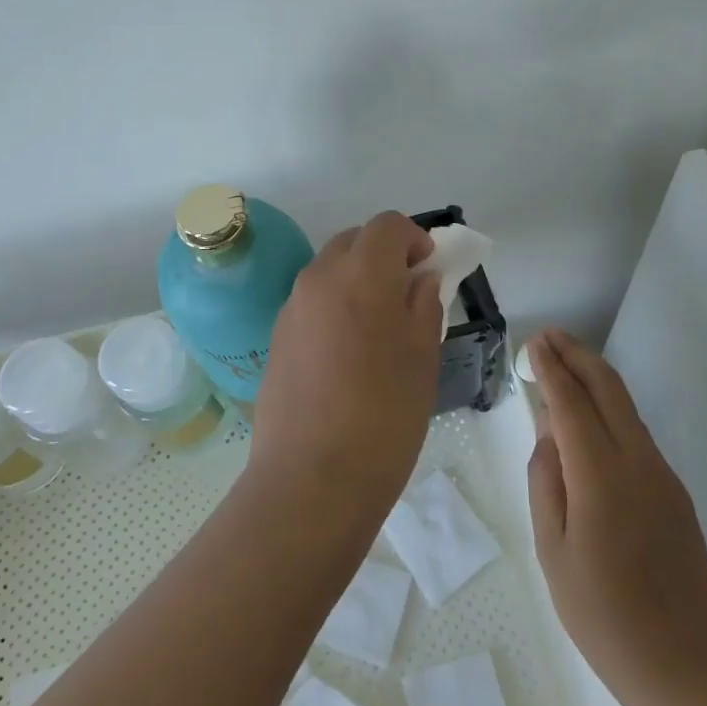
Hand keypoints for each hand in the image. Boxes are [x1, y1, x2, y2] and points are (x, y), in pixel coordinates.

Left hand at [251, 211, 444, 512]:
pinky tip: (348, 354)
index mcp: (360, 275)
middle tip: (408, 295)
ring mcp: (291, 308)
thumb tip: (421, 280)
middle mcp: (318, 279)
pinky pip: (311, 303)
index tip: (430, 269)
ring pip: (329, 271)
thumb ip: (424, 306)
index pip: (388, 226)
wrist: (312, 479)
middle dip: (384, 255)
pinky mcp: (276, 339)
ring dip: (357, 280)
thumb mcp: (422, 358)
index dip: (415, 238)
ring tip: (379, 328)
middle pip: (354, 241)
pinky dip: (334, 306)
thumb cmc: (384, 416)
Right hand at [526, 329, 706, 705]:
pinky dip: (610, 410)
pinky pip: (636, 434)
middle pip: (609, 389)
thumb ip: (546, 481)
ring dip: (596, 377)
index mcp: (601, 479)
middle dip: (578, 356)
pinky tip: (590, 417)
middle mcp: (638, 463)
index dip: (551, 369)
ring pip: (627, 408)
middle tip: (549, 336)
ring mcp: (663, 475)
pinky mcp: (675, 491)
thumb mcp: (552, 549)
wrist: (684, 663)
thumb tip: (548, 432)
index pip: (571, 405)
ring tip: (565, 363)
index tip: (534, 343)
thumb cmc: (601, 614)